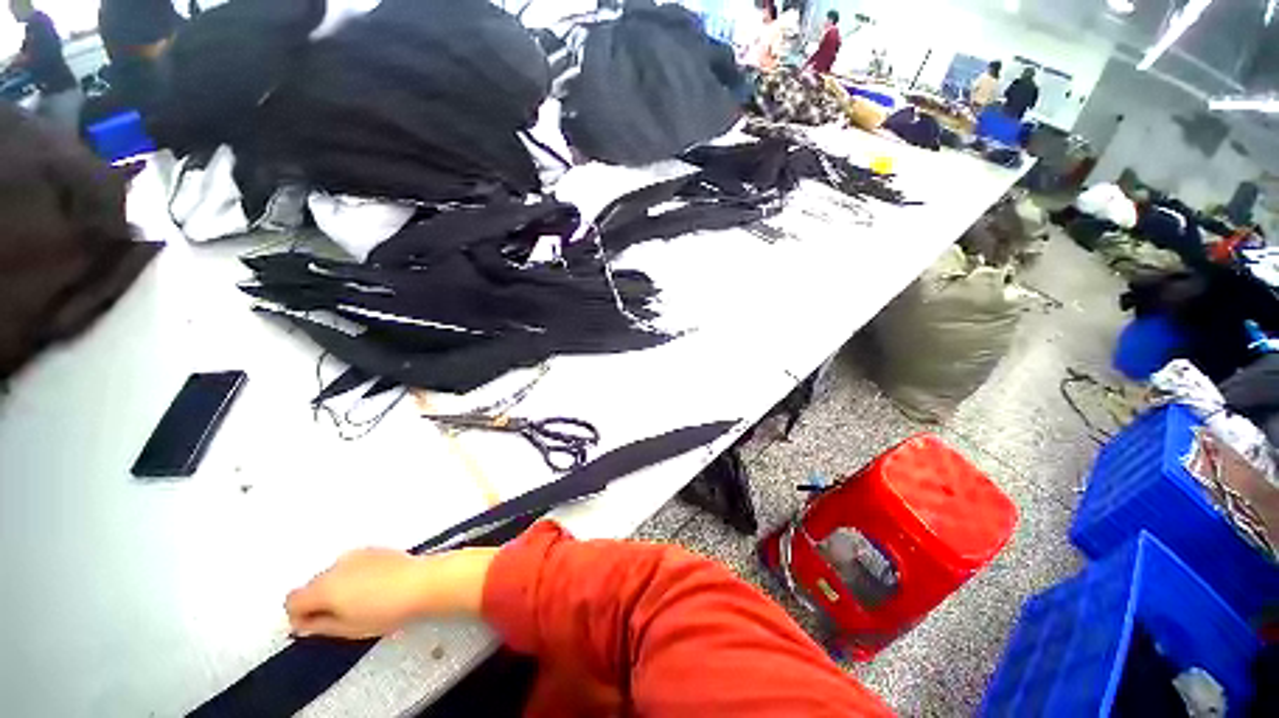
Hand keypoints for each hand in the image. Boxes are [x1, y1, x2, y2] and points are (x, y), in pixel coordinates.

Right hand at [285, 547, 497, 639]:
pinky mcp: (374, 548)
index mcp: (324, 587)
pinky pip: (353, 564)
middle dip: (319, 601)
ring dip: (338, 587)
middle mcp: (336, 565)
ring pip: (333, 574)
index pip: (292, 600)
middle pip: (313, 585)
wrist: (423, 582)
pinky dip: (354, 575)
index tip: (315, 626)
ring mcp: (356, 554)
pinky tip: (375, 586)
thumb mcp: (348, 628)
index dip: (299, 616)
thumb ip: (319, 626)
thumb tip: (303, 623)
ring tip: (362, 601)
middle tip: (341, 617)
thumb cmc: (386, 610)